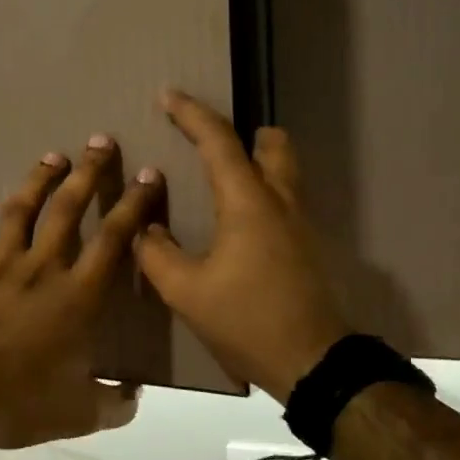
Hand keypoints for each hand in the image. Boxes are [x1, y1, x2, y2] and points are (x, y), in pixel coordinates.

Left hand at [0, 136, 165, 450]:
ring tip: (51, 157)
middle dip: (87, 173)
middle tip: (99, 141)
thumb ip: (113, 403)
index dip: (134, 205)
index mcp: (75, 297)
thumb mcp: (79, 413)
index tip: (148, 175)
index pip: (113, 240)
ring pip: (18, 213)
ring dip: (36, 182)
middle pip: (66, 210)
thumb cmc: (19, 403)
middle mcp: (38, 270)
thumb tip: (134, 397)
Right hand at [134, 92, 349, 402]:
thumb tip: (146, 230)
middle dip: (243, 133)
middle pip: (273, 145)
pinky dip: (263, 192)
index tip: (169, 95)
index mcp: (247, 202)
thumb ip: (157, 253)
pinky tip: (239, 223)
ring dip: (258, 161)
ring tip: (223, 180)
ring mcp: (301, 225)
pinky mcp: (308, 248)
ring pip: (285, 172)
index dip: (191, 114)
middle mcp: (280, 202)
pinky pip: (286, 200)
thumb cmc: (247, 320)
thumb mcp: (185, 291)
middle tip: (210, 141)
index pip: (218, 142)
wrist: (313, 364)